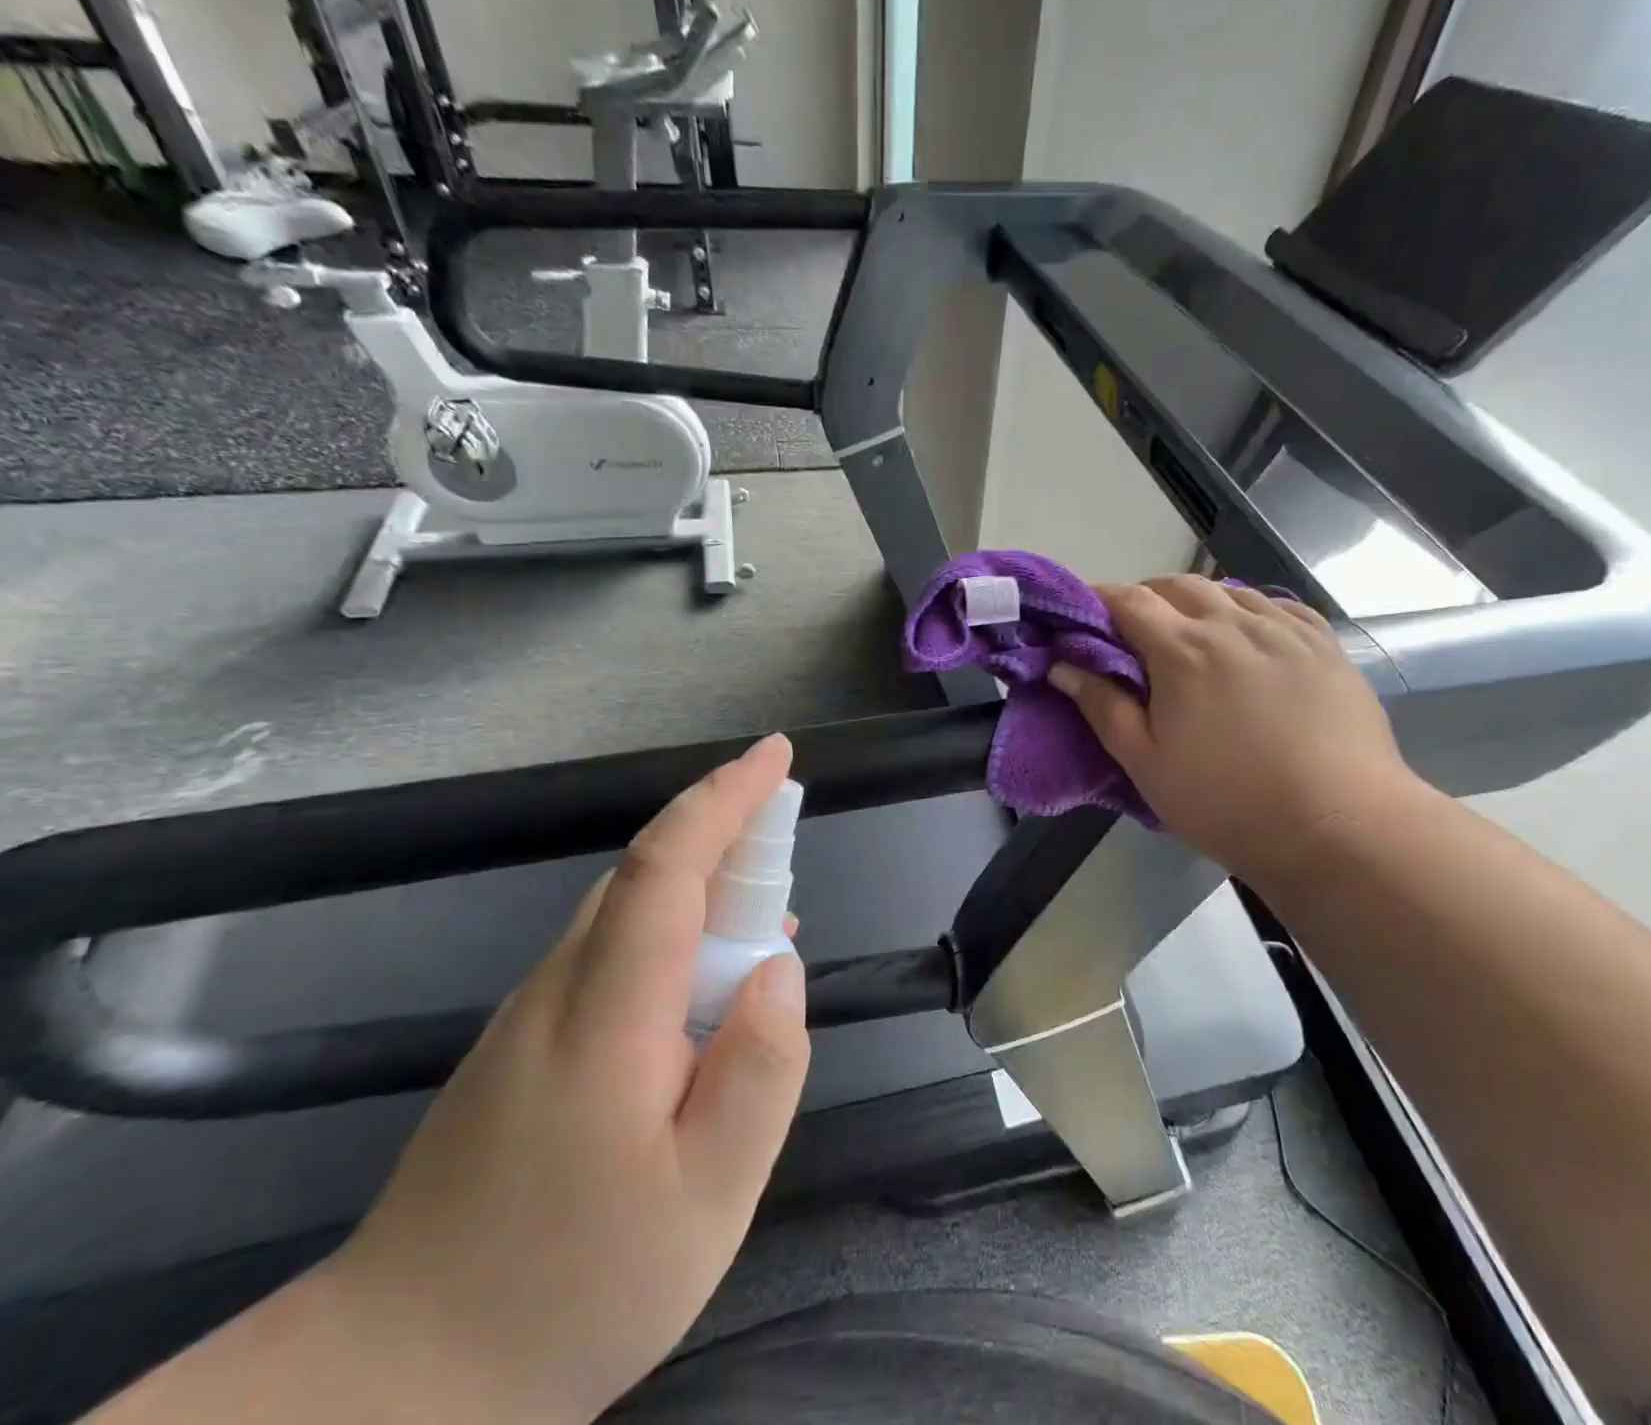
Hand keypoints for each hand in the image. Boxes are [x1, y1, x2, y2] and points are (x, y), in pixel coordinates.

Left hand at [316, 735, 809, 1423]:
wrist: (394, 1379)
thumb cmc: (574, 1288)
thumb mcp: (709, 1198)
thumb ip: (761, 1071)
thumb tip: (782, 968)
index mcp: (608, 1015)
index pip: (668, 867)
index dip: (725, 798)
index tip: (776, 755)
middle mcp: (561, 988)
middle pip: (648, 875)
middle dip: (726, 831)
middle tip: (790, 840)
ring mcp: (533, 1013)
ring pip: (629, 910)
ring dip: (705, 886)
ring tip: (767, 923)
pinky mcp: (524, 1041)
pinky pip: (613, 950)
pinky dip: (674, 933)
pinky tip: (707, 990)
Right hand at [1047, 577, 1417, 880]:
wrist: (1339, 827)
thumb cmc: (1227, 802)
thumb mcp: (1146, 764)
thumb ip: (1102, 707)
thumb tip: (1062, 665)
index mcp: (1183, 650)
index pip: (1128, 600)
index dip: (1098, 600)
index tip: (1081, 617)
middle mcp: (1233, 623)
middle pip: (1177, 585)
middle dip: (1145, 598)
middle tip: (1132, 634)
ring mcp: (1286, 629)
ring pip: (1229, 590)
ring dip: (1197, 603)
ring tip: (1190, 637)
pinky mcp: (1325, 644)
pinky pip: (1277, 606)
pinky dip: (1248, 611)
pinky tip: (1248, 638)